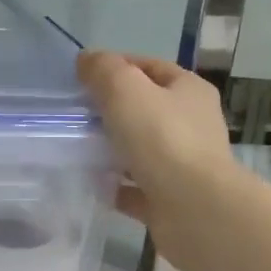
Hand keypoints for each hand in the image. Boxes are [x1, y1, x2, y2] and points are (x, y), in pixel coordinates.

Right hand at [77, 50, 238, 270]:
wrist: (194, 210)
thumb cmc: (162, 139)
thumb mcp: (126, 90)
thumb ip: (104, 70)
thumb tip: (87, 60)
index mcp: (189, 91)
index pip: (150, 67)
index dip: (117, 66)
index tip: (82, 76)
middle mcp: (192, 125)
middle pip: (146, 109)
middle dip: (111, 110)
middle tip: (75, 114)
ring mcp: (183, 165)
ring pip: (140, 150)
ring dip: (112, 149)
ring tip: (77, 148)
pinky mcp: (171, 200)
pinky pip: (136, 188)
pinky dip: (115, 186)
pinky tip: (91, 185)